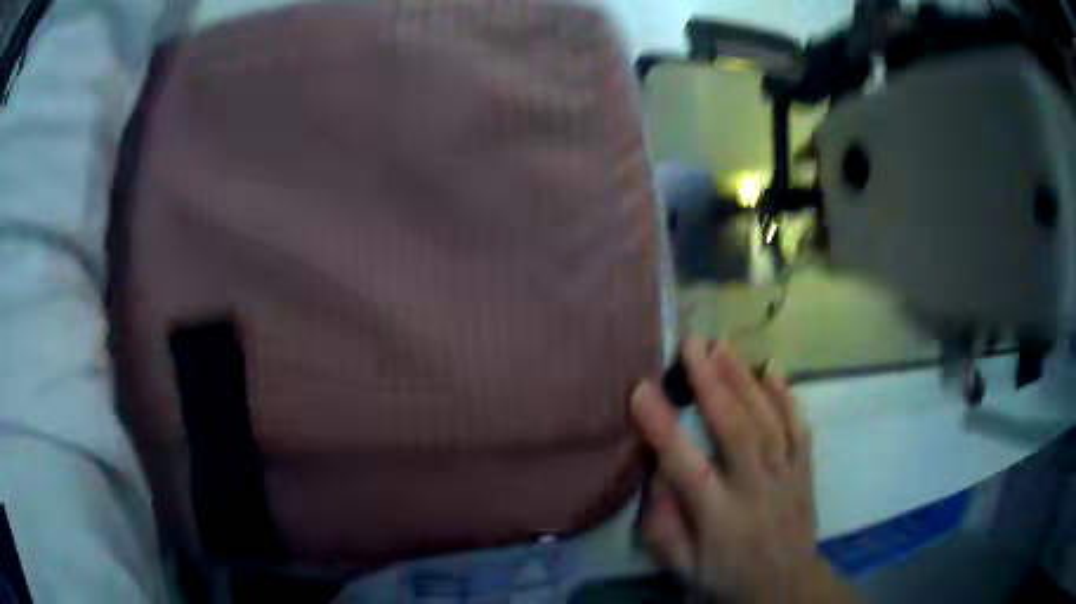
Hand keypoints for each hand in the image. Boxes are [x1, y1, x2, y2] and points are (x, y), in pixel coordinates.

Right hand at [630, 338, 854, 602]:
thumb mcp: (681, 566)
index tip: (641, 389)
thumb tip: (656, 472)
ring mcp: (786, 476)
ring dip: (744, 380)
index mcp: (720, 518)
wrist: (785, 585)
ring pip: (767, 421)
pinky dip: (786, 396)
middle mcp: (756, 490)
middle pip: (736, 430)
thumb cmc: (725, 576)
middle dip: (712, 383)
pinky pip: (799, 427)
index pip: (688, 467)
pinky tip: (771, 369)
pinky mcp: (805, 470)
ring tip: (722, 345)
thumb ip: (662, 524)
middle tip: (692, 345)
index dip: (663, 427)